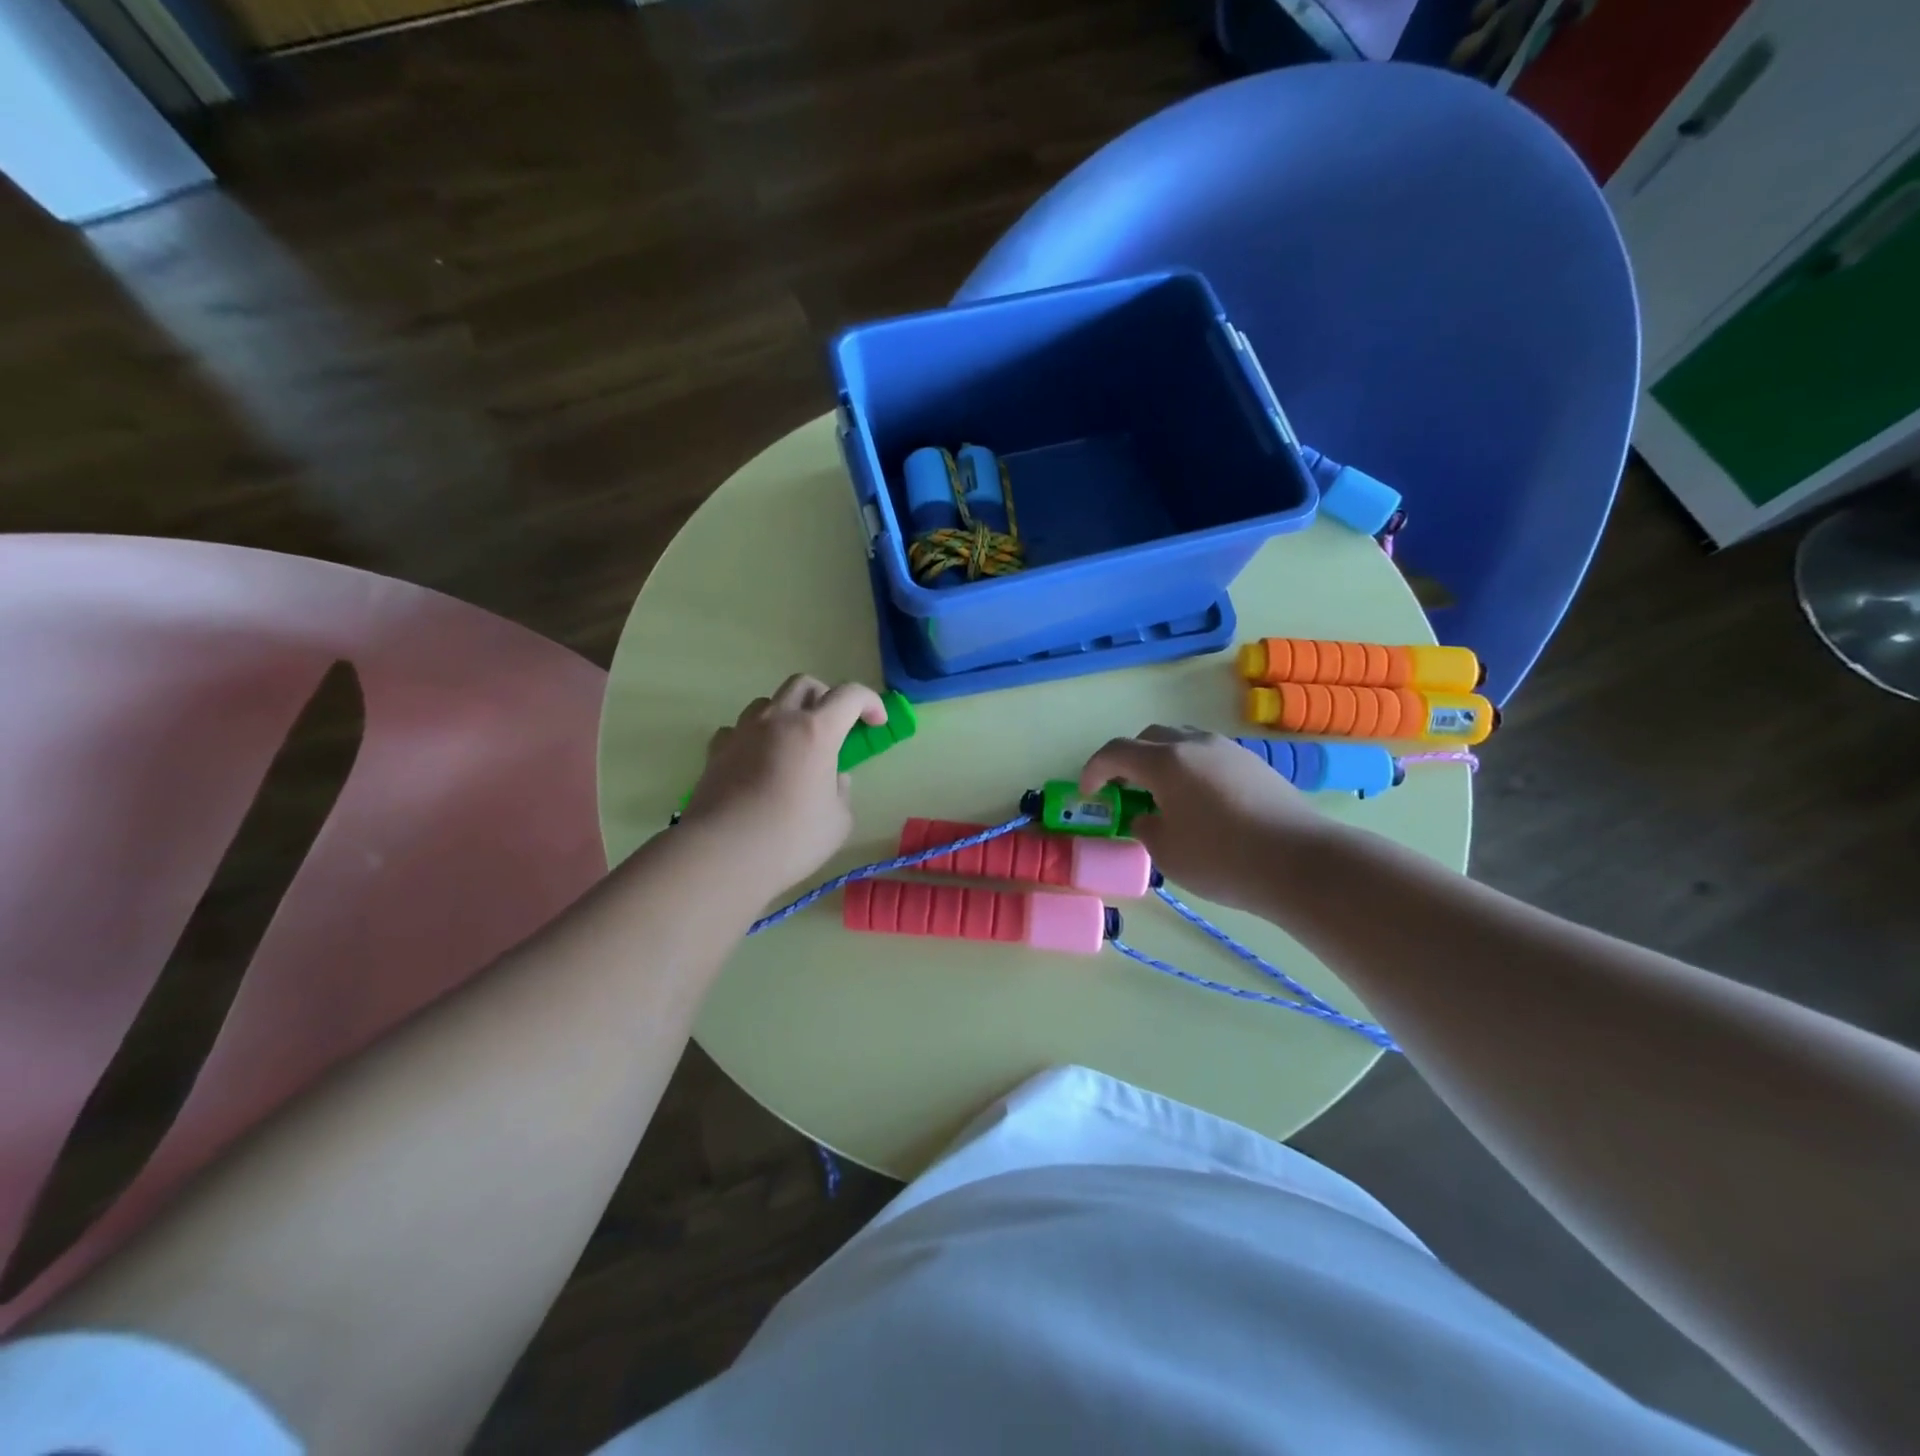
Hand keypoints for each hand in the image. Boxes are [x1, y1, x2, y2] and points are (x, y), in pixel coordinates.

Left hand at [682, 675, 888, 898]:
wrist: (722, 855)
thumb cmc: (790, 839)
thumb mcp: (838, 821)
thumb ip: (841, 792)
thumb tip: (833, 778)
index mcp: (816, 731)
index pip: (850, 695)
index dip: (869, 702)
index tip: (876, 723)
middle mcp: (778, 720)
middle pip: (804, 684)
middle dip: (826, 697)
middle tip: (835, 725)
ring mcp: (742, 732)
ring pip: (768, 702)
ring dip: (787, 714)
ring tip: (794, 744)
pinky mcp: (716, 751)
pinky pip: (739, 729)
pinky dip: (754, 737)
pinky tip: (758, 761)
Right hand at [1079, 726, 1330, 911]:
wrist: (1300, 862)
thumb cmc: (1222, 858)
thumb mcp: (1166, 852)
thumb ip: (1145, 827)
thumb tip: (1147, 817)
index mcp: (1166, 761)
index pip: (1116, 752)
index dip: (1094, 770)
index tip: (1088, 793)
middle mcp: (1195, 744)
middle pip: (1150, 738)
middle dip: (1129, 760)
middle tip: (1125, 790)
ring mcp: (1228, 750)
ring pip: (1183, 742)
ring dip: (1163, 761)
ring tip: (1163, 795)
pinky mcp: (1254, 764)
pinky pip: (1209, 756)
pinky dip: (1191, 770)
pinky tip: (1200, 803)